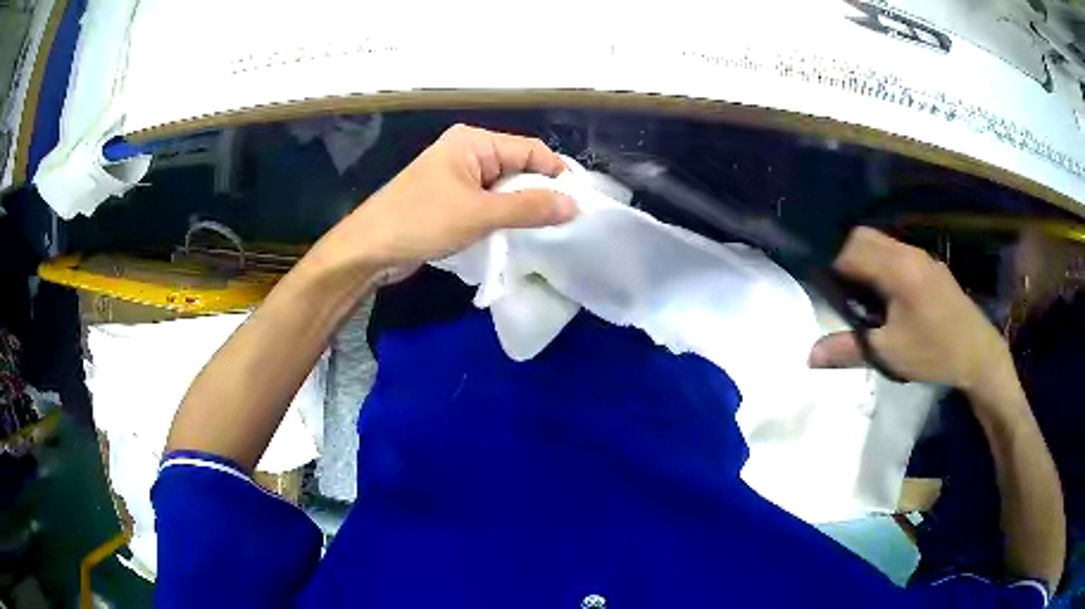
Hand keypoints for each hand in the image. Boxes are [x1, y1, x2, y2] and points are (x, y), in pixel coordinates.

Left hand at [312, 124, 576, 275]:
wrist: (368, 250)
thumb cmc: (421, 221)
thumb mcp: (480, 213)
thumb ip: (530, 208)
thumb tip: (574, 205)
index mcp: (473, 142)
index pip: (530, 150)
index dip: (557, 174)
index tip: (580, 203)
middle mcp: (467, 153)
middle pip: (518, 168)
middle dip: (540, 194)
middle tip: (567, 223)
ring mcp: (456, 179)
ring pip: (503, 190)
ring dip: (521, 210)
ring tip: (547, 233)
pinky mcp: (449, 202)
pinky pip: (487, 205)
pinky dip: (502, 219)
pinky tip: (516, 237)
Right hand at [808, 227, 1010, 389]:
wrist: (977, 352)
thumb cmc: (933, 352)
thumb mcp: (890, 354)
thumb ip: (849, 349)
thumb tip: (809, 356)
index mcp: (896, 269)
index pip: (849, 249)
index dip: (828, 264)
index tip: (818, 285)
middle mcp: (907, 252)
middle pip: (863, 236)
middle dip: (843, 255)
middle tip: (837, 289)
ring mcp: (920, 255)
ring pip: (880, 242)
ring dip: (863, 258)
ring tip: (859, 292)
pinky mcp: (929, 264)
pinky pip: (895, 251)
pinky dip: (880, 262)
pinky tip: (885, 293)